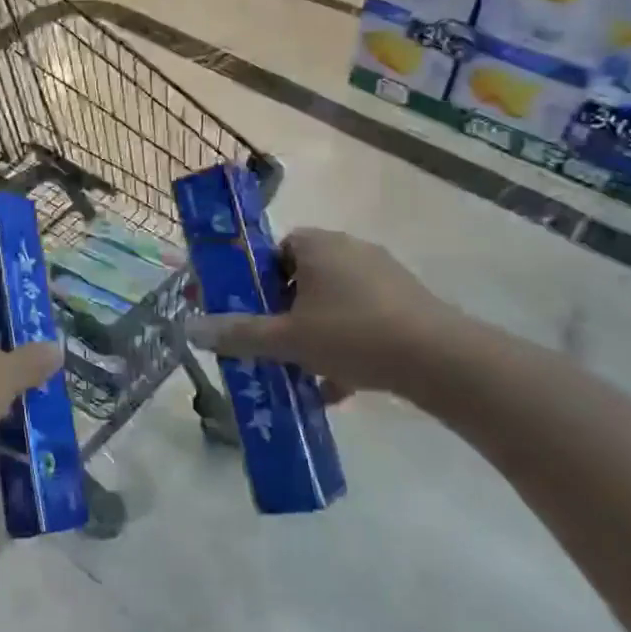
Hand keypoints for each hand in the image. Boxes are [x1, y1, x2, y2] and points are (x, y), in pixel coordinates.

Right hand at [184, 228, 453, 401]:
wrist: (441, 360)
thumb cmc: (353, 335)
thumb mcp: (286, 339)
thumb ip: (238, 333)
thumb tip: (189, 329)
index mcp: (317, 245)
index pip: (274, 249)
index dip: (256, 279)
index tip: (250, 310)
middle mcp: (350, 249)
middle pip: (302, 277)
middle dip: (284, 312)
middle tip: (273, 344)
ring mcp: (384, 275)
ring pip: (332, 302)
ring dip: (314, 332)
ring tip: (303, 371)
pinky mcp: (408, 302)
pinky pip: (362, 318)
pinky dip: (346, 344)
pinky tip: (339, 386)